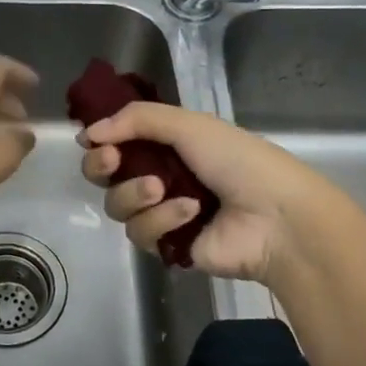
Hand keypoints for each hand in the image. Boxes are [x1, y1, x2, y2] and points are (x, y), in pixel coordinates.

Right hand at [79, 102, 340, 283]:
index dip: (101, 139)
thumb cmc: (238, 161)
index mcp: (169, 144)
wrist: (276, 217)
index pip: (119, 140)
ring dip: (135, 194)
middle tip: (111, 161)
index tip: (92, 138)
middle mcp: (160, 176)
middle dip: (101, 165)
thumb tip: (90, 132)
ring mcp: (162, 213)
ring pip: (118, 205)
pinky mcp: (167, 246)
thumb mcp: (190, 125)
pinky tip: (191, 213)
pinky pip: (141, 232)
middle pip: (106, 175)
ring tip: (162, 189)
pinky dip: (162, 219)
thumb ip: (137, 120)